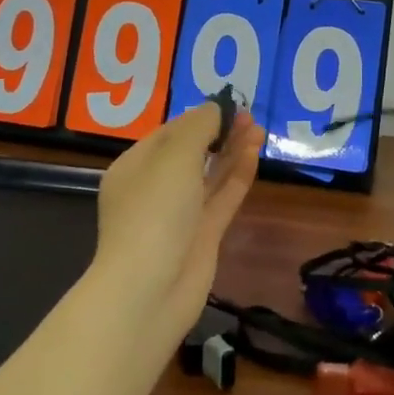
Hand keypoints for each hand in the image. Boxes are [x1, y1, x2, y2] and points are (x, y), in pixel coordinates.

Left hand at [94, 101, 263, 340]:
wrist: (149, 290)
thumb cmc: (154, 212)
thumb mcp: (174, 158)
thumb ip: (198, 128)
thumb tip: (215, 108)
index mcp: (135, 167)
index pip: (169, 133)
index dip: (199, 117)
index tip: (229, 104)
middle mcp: (155, 189)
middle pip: (191, 153)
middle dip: (219, 132)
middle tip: (249, 115)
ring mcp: (179, 215)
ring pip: (210, 175)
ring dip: (232, 151)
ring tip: (258, 129)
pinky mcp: (202, 236)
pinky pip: (222, 198)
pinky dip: (238, 176)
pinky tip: (254, 155)